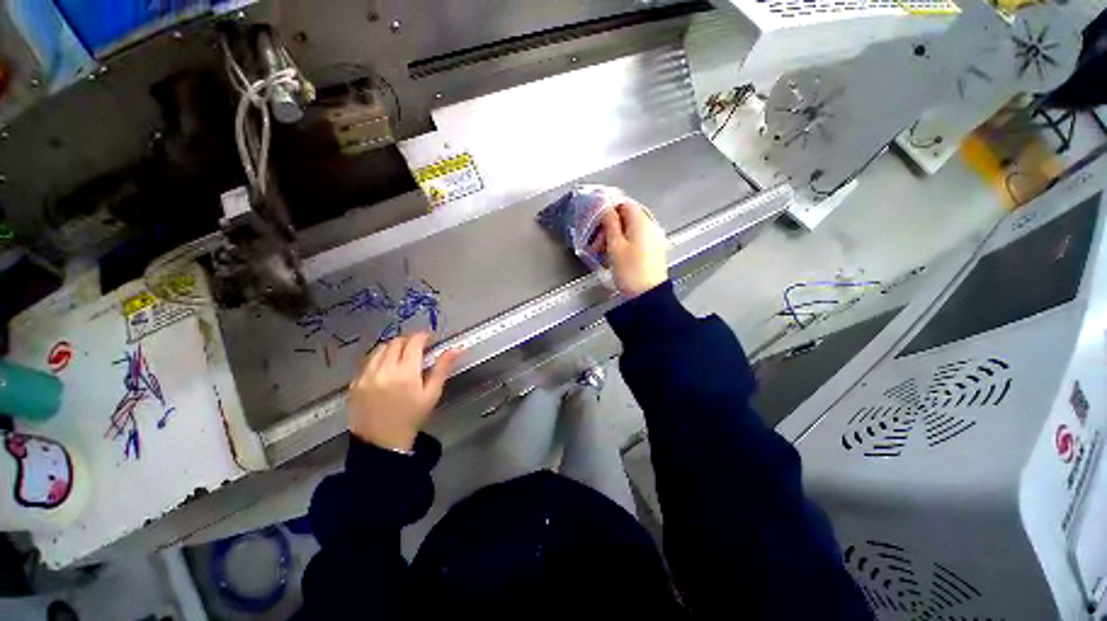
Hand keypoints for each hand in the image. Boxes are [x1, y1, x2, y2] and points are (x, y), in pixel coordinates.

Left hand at [348, 333, 459, 451]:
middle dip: (408, 341)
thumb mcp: (432, 393)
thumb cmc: (412, 417)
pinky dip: (379, 359)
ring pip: (380, 349)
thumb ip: (442, 368)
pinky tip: (386, 370)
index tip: (429, 337)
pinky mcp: (354, 383)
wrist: (382, 442)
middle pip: (396, 342)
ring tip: (401, 357)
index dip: (423, 336)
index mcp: (405, 373)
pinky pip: (367, 362)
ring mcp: (365, 376)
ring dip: (393, 348)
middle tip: (417, 348)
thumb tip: (457, 348)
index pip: (414, 342)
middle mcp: (383, 370)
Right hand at [594, 200, 668, 296]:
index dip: (608, 208)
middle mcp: (650, 227)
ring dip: (614, 237)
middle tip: (597, 240)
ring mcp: (653, 239)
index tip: (596, 218)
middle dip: (609, 227)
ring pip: (630, 230)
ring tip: (602, 251)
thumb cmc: (631, 272)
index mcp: (642, 222)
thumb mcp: (615, 246)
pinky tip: (614, 256)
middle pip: (627, 217)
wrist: (648, 296)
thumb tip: (606, 209)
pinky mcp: (653, 251)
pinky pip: (635, 241)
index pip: (624, 203)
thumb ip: (610, 224)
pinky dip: (623, 244)